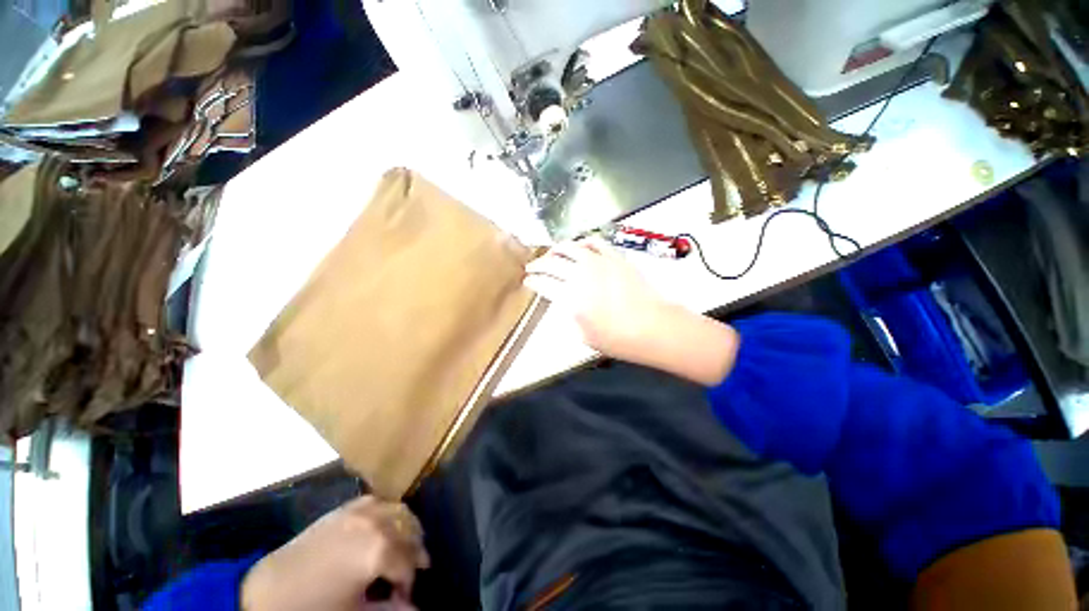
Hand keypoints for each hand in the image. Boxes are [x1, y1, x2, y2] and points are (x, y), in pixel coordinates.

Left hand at [241, 496, 429, 610]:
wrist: (268, 592)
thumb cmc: (313, 608)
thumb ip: (388, 610)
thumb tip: (415, 609)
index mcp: (379, 549)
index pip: (409, 564)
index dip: (409, 584)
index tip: (404, 598)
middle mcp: (376, 522)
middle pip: (410, 531)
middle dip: (414, 551)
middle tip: (409, 573)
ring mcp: (360, 511)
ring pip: (400, 511)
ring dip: (406, 528)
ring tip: (401, 549)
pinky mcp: (346, 508)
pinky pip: (378, 502)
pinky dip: (387, 513)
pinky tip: (383, 528)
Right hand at [524, 237, 673, 363]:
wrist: (652, 327)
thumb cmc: (617, 339)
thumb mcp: (584, 335)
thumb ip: (570, 315)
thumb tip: (566, 302)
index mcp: (570, 297)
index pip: (543, 283)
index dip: (532, 281)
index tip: (527, 281)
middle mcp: (580, 275)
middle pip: (551, 263)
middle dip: (537, 264)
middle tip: (532, 267)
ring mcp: (598, 262)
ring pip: (570, 247)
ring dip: (556, 249)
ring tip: (551, 254)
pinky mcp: (615, 257)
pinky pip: (595, 243)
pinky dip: (583, 243)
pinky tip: (580, 248)